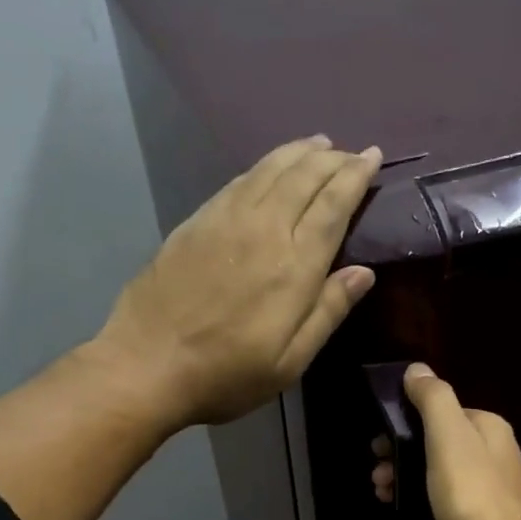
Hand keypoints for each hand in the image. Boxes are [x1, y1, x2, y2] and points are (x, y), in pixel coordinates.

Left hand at [95, 136, 381, 428]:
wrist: (147, 366)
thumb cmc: (227, 374)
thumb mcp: (290, 361)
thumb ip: (328, 311)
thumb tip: (364, 272)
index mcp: (294, 267)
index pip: (333, 206)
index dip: (355, 176)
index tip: (373, 155)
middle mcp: (263, 230)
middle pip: (303, 178)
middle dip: (332, 159)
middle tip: (352, 152)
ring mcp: (225, 221)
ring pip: (269, 170)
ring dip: (298, 153)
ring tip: (318, 144)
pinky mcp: (195, 223)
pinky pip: (238, 180)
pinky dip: (263, 166)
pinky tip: (269, 167)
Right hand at [374, 364, 520, 519]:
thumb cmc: (472, 493)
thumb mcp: (449, 436)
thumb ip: (433, 398)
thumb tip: (416, 369)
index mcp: (487, 428)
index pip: (441, 411)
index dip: (406, 420)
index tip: (379, 439)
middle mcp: (491, 454)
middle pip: (435, 441)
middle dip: (400, 450)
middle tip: (376, 469)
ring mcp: (485, 489)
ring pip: (434, 472)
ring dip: (403, 475)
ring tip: (380, 490)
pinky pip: (440, 499)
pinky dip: (417, 498)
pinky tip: (398, 507)